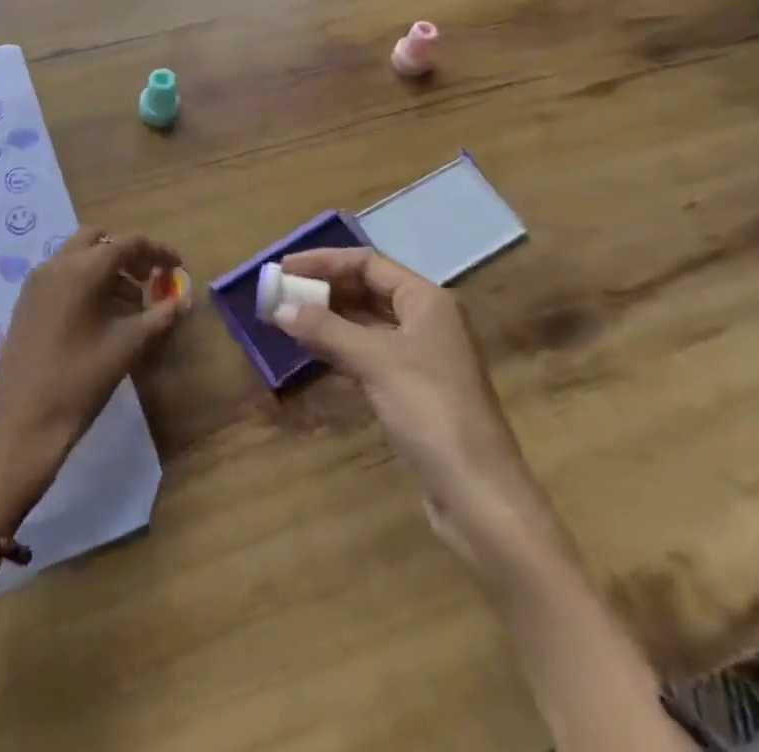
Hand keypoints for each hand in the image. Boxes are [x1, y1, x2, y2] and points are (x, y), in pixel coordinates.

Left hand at [0, 229, 189, 533]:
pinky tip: (99, 316)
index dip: (158, 252)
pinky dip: (84, 280)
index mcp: (84, 268)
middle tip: (149, 279)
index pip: (128, 243)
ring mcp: (37, 281)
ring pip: (78, 255)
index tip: (178, 266)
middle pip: (98, 239)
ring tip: (130, 305)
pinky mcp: (26, 301)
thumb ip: (159, 317)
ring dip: (106, 268)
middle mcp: (57, 264)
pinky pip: (61, 274)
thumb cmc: (79, 380)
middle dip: (127, 254)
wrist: (20, 422)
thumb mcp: (127, 347)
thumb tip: (183, 300)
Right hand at [275, 248, 565, 576]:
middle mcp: (426, 320)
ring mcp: (421, 357)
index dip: (324, 262)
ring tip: (287, 318)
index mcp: (427, 300)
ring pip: (366, 323)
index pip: (368, 264)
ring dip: (329, 318)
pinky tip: (313, 352)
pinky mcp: (413, 390)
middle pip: (367, 290)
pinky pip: (369, 353)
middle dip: (324, 289)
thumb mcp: (376, 362)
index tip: (284, 268)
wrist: (479, 496)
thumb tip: (278, 308)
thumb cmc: (431, 411)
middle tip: (280, 292)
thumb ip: (326, 330)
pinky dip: (340, 347)